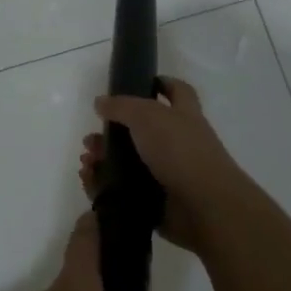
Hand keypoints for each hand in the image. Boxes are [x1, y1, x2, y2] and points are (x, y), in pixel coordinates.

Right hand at [81, 77, 249, 254]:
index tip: (136, 84)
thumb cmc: (180, 151)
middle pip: (140, 132)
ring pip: (128, 163)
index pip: (176, 91)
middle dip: (112, 133)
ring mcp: (167, 174)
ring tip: (86, 162)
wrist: (203, 207)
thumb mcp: (148, 116)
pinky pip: (123, 191)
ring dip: (103, 160)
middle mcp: (177, 143)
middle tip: (91, 139)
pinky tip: (89, 180)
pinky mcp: (155, 201)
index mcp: (183, 116)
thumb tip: (101, 102)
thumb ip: (122, 106)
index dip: (160, 83)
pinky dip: (103, 186)